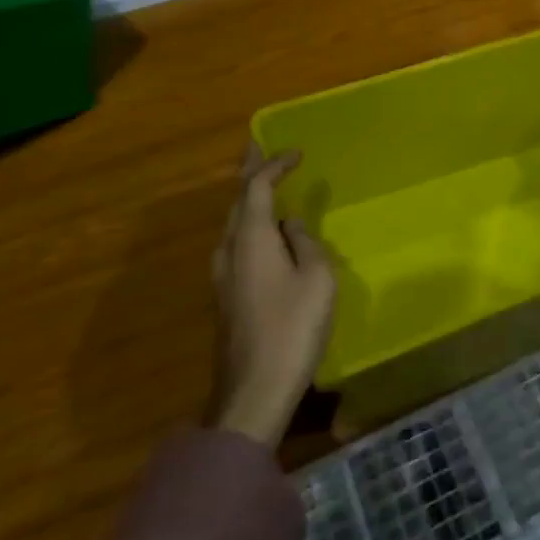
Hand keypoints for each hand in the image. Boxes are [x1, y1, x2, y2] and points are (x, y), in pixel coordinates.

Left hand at [210, 145, 336, 449]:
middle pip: (237, 200)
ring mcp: (222, 274)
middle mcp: (229, 249)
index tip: (296, 152)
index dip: (274, 164)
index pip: (257, 186)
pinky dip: (251, 223)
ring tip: (263, 183)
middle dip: (249, 172)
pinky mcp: (225, 295)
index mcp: (251, 238)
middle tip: (260, 149)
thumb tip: (291, 227)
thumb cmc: (292, 328)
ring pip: (233, 223)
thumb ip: (305, 243)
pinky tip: (264, 232)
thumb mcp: (317, 279)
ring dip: (248, 198)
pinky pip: (237, 243)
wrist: (253, 391)